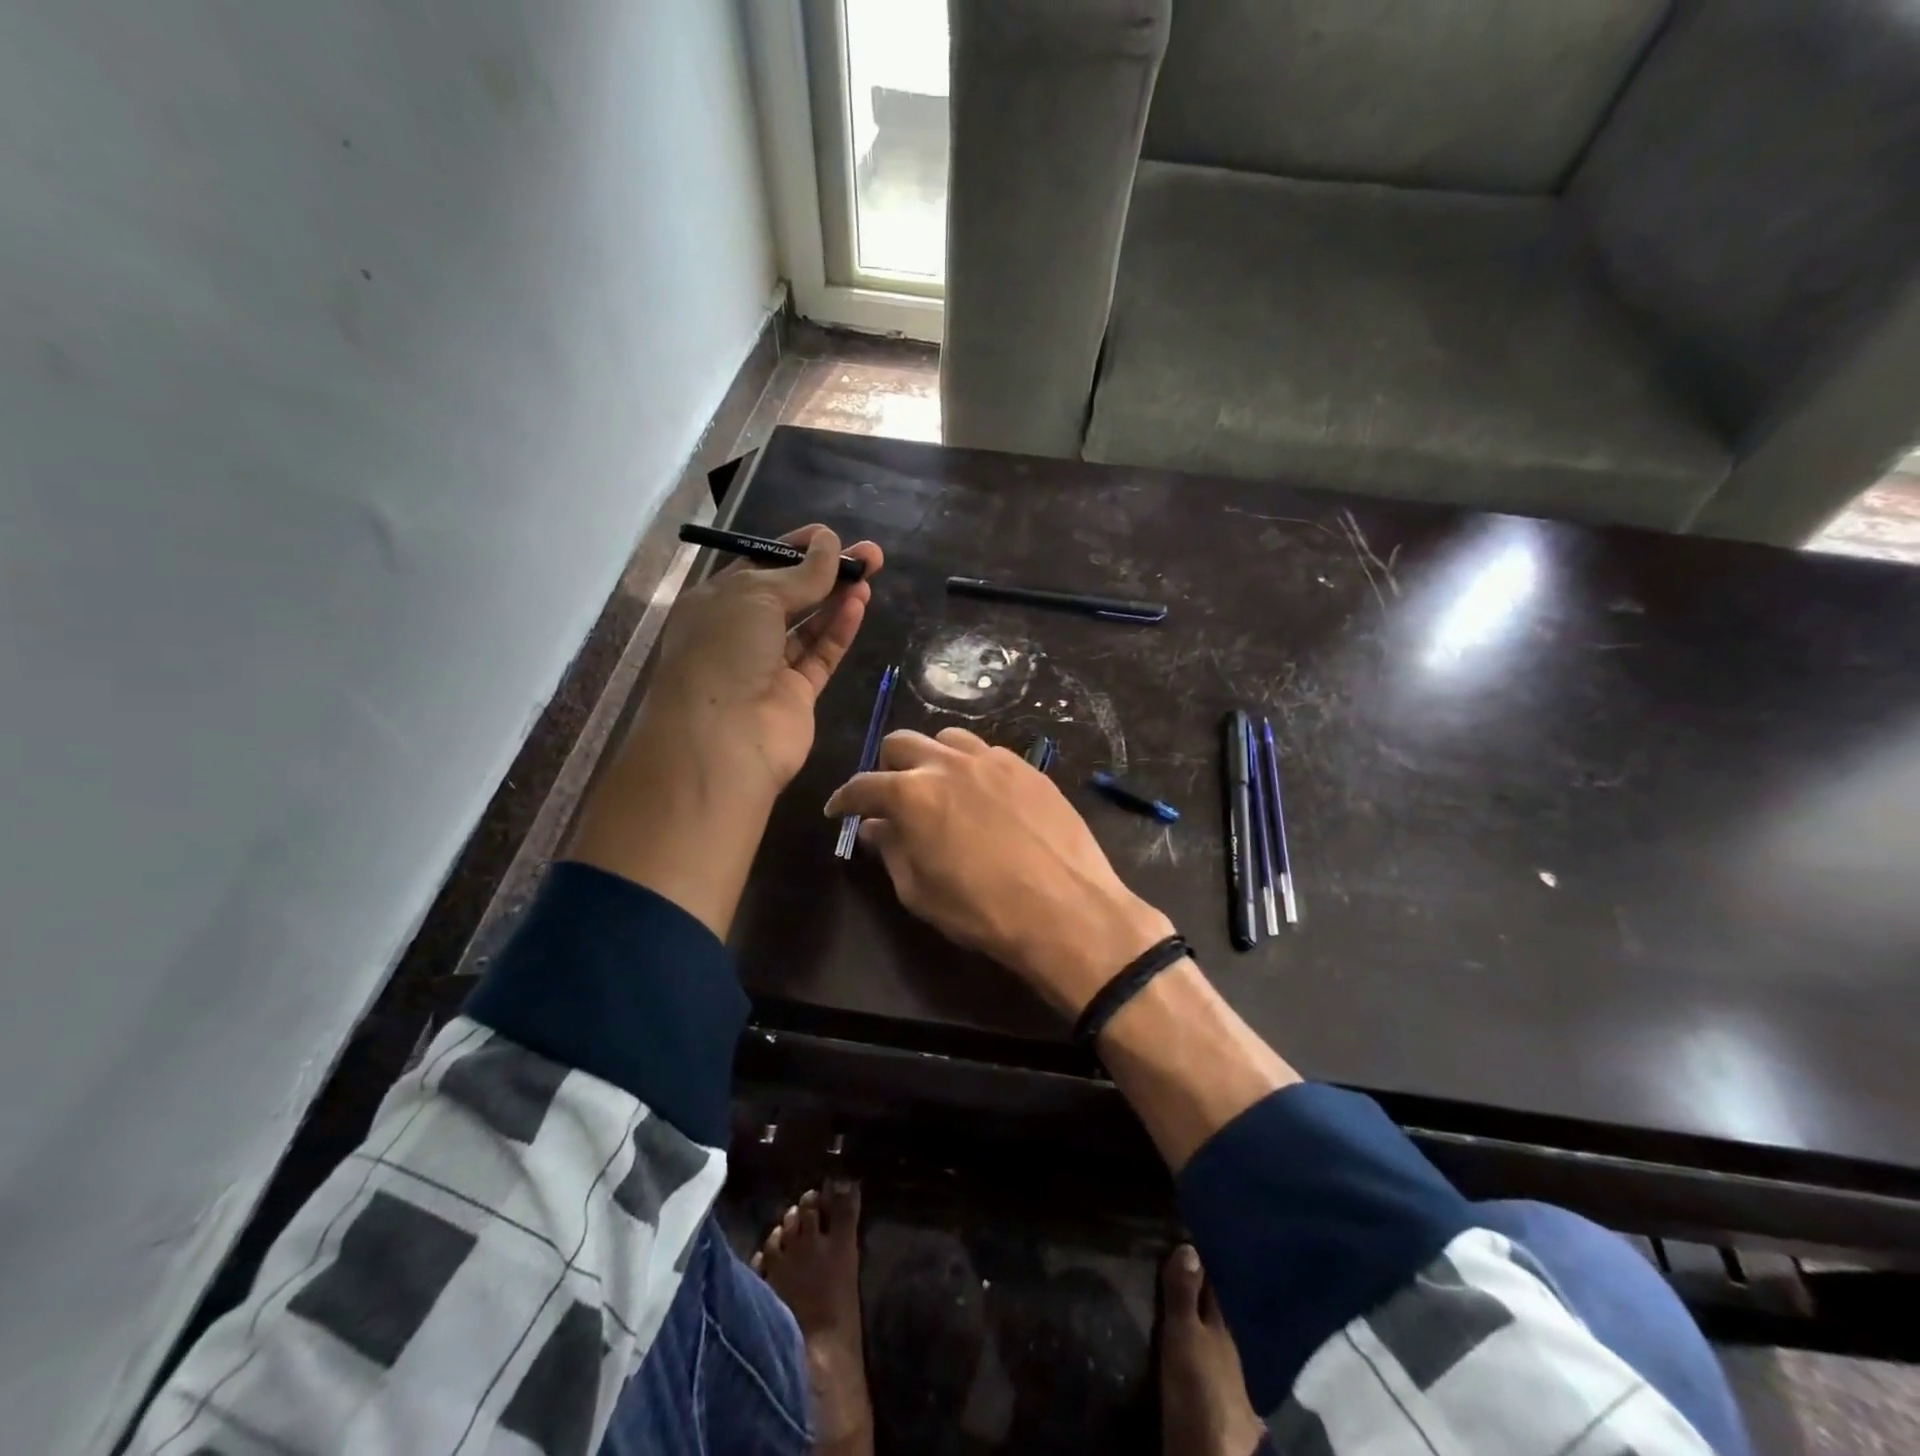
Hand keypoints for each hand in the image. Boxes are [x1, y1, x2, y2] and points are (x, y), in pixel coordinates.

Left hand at [640, 524, 884, 798]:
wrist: (722, 737)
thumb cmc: (724, 650)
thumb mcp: (757, 594)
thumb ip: (801, 572)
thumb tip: (829, 541)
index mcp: (717, 602)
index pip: (760, 565)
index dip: (795, 548)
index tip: (830, 536)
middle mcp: (741, 632)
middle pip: (791, 594)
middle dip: (827, 572)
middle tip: (870, 555)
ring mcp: (769, 666)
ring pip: (809, 625)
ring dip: (838, 599)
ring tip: (871, 575)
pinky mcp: (796, 694)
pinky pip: (821, 655)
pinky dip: (839, 630)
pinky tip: (858, 604)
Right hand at [824, 727, 1172, 1015]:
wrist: (1067, 908)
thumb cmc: (982, 909)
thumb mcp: (920, 891)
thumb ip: (892, 850)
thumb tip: (877, 827)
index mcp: (912, 793)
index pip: (863, 785)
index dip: (845, 799)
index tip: (839, 810)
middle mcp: (949, 763)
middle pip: (901, 743)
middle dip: (887, 768)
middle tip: (892, 799)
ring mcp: (993, 759)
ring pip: (947, 738)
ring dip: (932, 759)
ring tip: (940, 789)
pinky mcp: (1028, 766)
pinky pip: (988, 753)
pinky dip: (972, 767)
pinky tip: (983, 796)